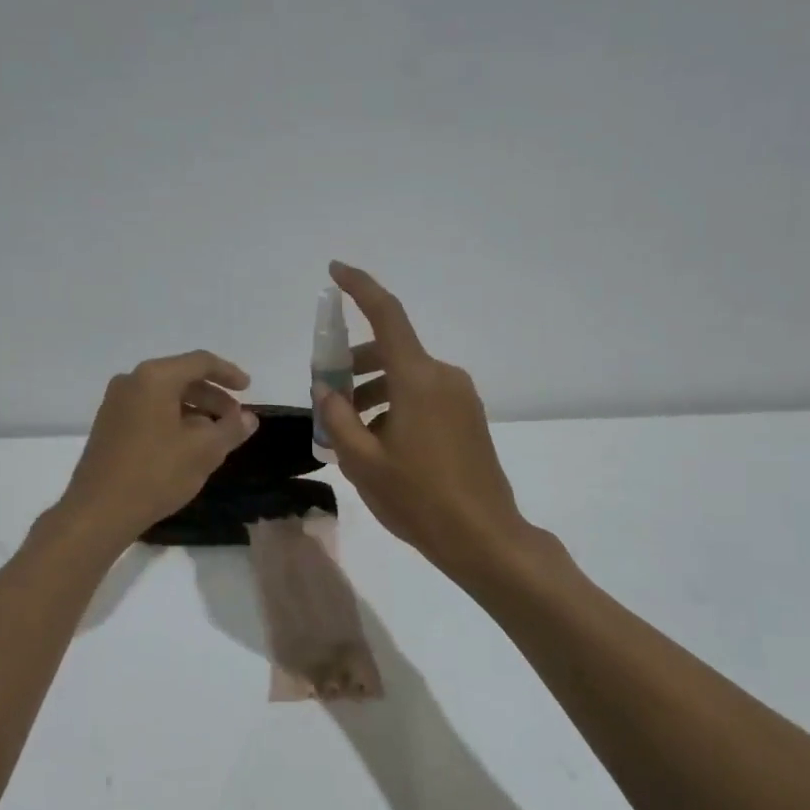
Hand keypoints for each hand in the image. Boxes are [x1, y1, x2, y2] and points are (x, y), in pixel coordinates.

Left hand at [56, 350, 258, 546]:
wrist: (98, 511)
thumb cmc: (155, 474)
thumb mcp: (204, 451)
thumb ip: (231, 428)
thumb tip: (248, 417)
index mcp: (154, 378)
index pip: (200, 362)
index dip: (228, 373)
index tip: (248, 389)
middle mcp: (131, 382)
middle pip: (181, 377)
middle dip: (212, 396)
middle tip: (234, 419)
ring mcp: (116, 403)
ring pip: (165, 396)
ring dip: (194, 410)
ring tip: (215, 436)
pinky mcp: (109, 425)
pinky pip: (149, 411)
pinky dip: (173, 420)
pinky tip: (187, 445)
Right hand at [316, 263, 528, 574]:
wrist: (484, 537)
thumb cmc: (419, 499)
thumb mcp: (363, 462)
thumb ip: (337, 418)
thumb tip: (326, 389)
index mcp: (417, 379)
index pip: (386, 314)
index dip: (359, 287)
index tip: (335, 271)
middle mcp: (443, 376)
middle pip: (391, 350)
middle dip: (353, 364)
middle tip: (327, 396)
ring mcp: (460, 396)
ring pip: (405, 376)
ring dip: (372, 390)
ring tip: (348, 430)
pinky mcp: (468, 417)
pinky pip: (423, 395)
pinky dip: (394, 404)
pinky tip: (379, 442)